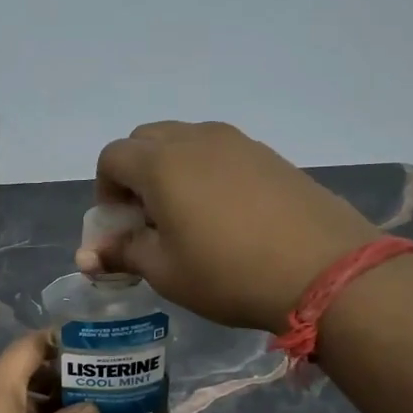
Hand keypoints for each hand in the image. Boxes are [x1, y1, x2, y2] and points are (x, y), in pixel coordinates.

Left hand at [0, 332, 97, 412]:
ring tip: (71, 407)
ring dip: (34, 395)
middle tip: (86, 380)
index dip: (56, 340)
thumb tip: (90, 408)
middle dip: (50, 371)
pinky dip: (15, 411)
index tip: (85, 344)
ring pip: (1, 390)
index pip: (27, 345)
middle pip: (14, 367)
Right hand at [76, 121, 379, 332]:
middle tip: (150, 219)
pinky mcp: (269, 154)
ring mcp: (237, 142)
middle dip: (135, 174)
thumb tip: (89, 256)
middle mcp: (195, 139)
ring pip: (185, 142)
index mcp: (161, 163)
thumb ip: (123, 253)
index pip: (112, 157)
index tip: (122, 227)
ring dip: (171, 170)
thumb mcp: (166, 272)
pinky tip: (227, 215)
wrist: (324, 269)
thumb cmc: (229, 273)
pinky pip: (220, 152)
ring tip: (188, 217)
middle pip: (146, 140)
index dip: (106, 191)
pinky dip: (207, 173)